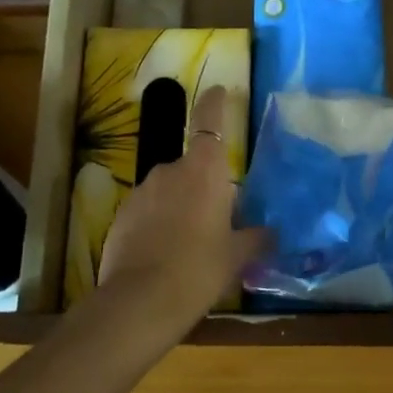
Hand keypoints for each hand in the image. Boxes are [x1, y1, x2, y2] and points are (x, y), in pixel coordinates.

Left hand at [94, 87, 269, 344]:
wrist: (140, 302)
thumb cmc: (199, 269)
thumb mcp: (237, 255)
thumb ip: (256, 238)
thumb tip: (271, 232)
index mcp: (204, 171)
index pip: (209, 120)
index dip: (214, 102)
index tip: (218, 90)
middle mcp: (170, 171)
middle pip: (191, 165)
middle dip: (203, 184)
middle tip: (217, 216)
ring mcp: (141, 192)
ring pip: (168, 190)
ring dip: (180, 205)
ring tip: (189, 243)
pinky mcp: (120, 216)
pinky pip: (147, 210)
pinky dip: (158, 222)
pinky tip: (164, 253)